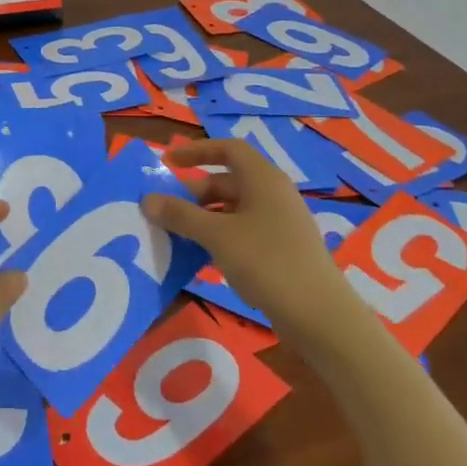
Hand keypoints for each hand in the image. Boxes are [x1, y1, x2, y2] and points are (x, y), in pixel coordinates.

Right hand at [143, 138, 352, 339]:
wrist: (319, 316)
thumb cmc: (266, 262)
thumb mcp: (216, 236)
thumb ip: (180, 215)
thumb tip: (148, 200)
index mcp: (263, 179)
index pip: (227, 149)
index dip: (196, 151)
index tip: (168, 163)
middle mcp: (274, 194)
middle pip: (228, 181)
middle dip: (195, 193)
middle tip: (168, 212)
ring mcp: (281, 223)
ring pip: (234, 209)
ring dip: (205, 218)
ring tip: (179, 237)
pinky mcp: (283, 250)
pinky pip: (244, 231)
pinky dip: (221, 237)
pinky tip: (204, 259)